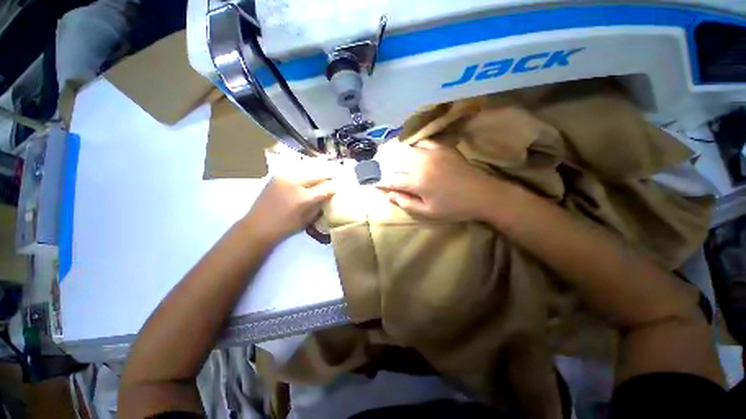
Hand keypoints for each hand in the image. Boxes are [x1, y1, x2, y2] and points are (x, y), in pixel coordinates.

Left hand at [245, 174, 334, 242]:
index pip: (326, 188)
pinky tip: (308, 177)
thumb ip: (319, 205)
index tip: (339, 186)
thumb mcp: (307, 219)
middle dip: (327, 175)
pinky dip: (305, 173)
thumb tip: (328, 195)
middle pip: (317, 174)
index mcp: (304, 198)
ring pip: (307, 170)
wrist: (258, 226)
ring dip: (316, 173)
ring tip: (322, 175)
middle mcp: (295, 183)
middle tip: (334, 176)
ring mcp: (284, 177)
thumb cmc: (285, 227)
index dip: (334, 186)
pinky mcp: (277, 176)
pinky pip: (296, 171)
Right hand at [379, 140, 502, 221]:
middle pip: (396, 161)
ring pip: (408, 148)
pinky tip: (413, 149)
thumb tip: (389, 196)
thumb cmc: (454, 208)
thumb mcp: (428, 212)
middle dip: (385, 164)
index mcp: (417, 182)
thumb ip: (407, 203)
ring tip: (390, 154)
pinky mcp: (443, 148)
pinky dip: (415, 144)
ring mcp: (432, 153)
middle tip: (377, 166)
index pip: (392, 180)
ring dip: (397, 152)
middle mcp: (421, 164)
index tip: (373, 183)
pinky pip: (424, 141)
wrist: (484, 195)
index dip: (381, 182)